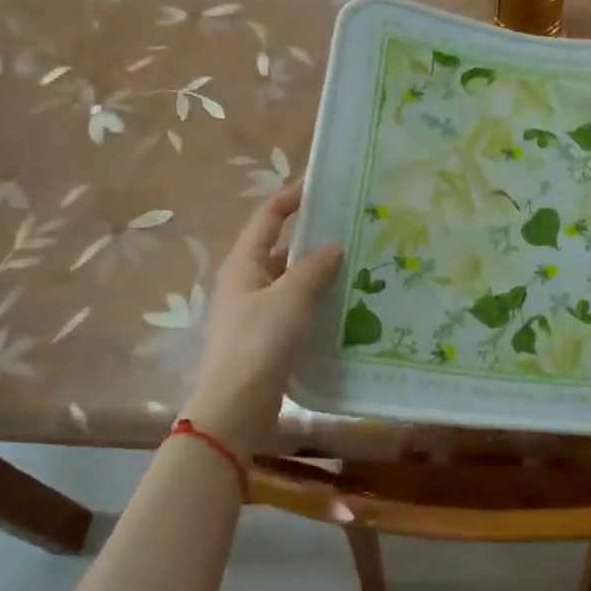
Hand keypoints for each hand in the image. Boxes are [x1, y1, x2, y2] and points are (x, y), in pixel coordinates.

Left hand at [181, 183, 341, 454]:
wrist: (236, 405)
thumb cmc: (259, 342)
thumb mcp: (290, 298)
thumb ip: (312, 268)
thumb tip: (332, 245)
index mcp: (244, 263)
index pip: (267, 217)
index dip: (291, 197)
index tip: (320, 185)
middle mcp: (246, 281)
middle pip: (280, 247)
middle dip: (311, 236)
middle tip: (350, 229)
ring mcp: (255, 310)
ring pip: (289, 279)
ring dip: (316, 271)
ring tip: (355, 264)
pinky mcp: (266, 336)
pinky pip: (294, 306)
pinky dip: (315, 300)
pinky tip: (342, 304)